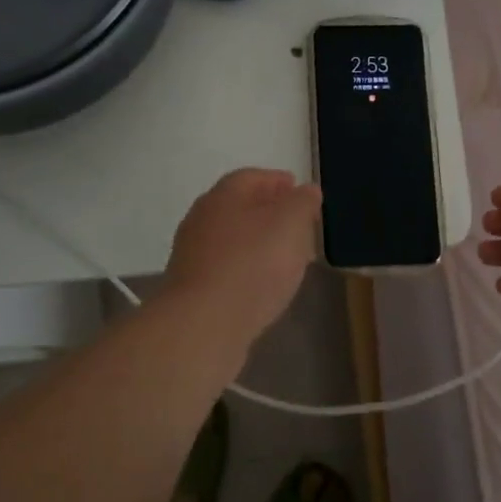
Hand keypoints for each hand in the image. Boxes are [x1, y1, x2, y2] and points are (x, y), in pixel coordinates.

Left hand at [166, 169, 321, 340]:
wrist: (204, 324)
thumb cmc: (252, 265)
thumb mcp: (290, 225)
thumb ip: (302, 203)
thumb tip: (307, 190)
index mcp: (223, 196)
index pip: (252, 177)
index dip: (278, 181)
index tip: (299, 190)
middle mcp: (201, 219)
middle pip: (239, 207)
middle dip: (270, 212)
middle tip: (298, 225)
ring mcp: (193, 255)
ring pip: (233, 240)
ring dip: (259, 243)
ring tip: (287, 257)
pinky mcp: (194, 288)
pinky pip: (227, 269)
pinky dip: (247, 269)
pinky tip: (264, 284)